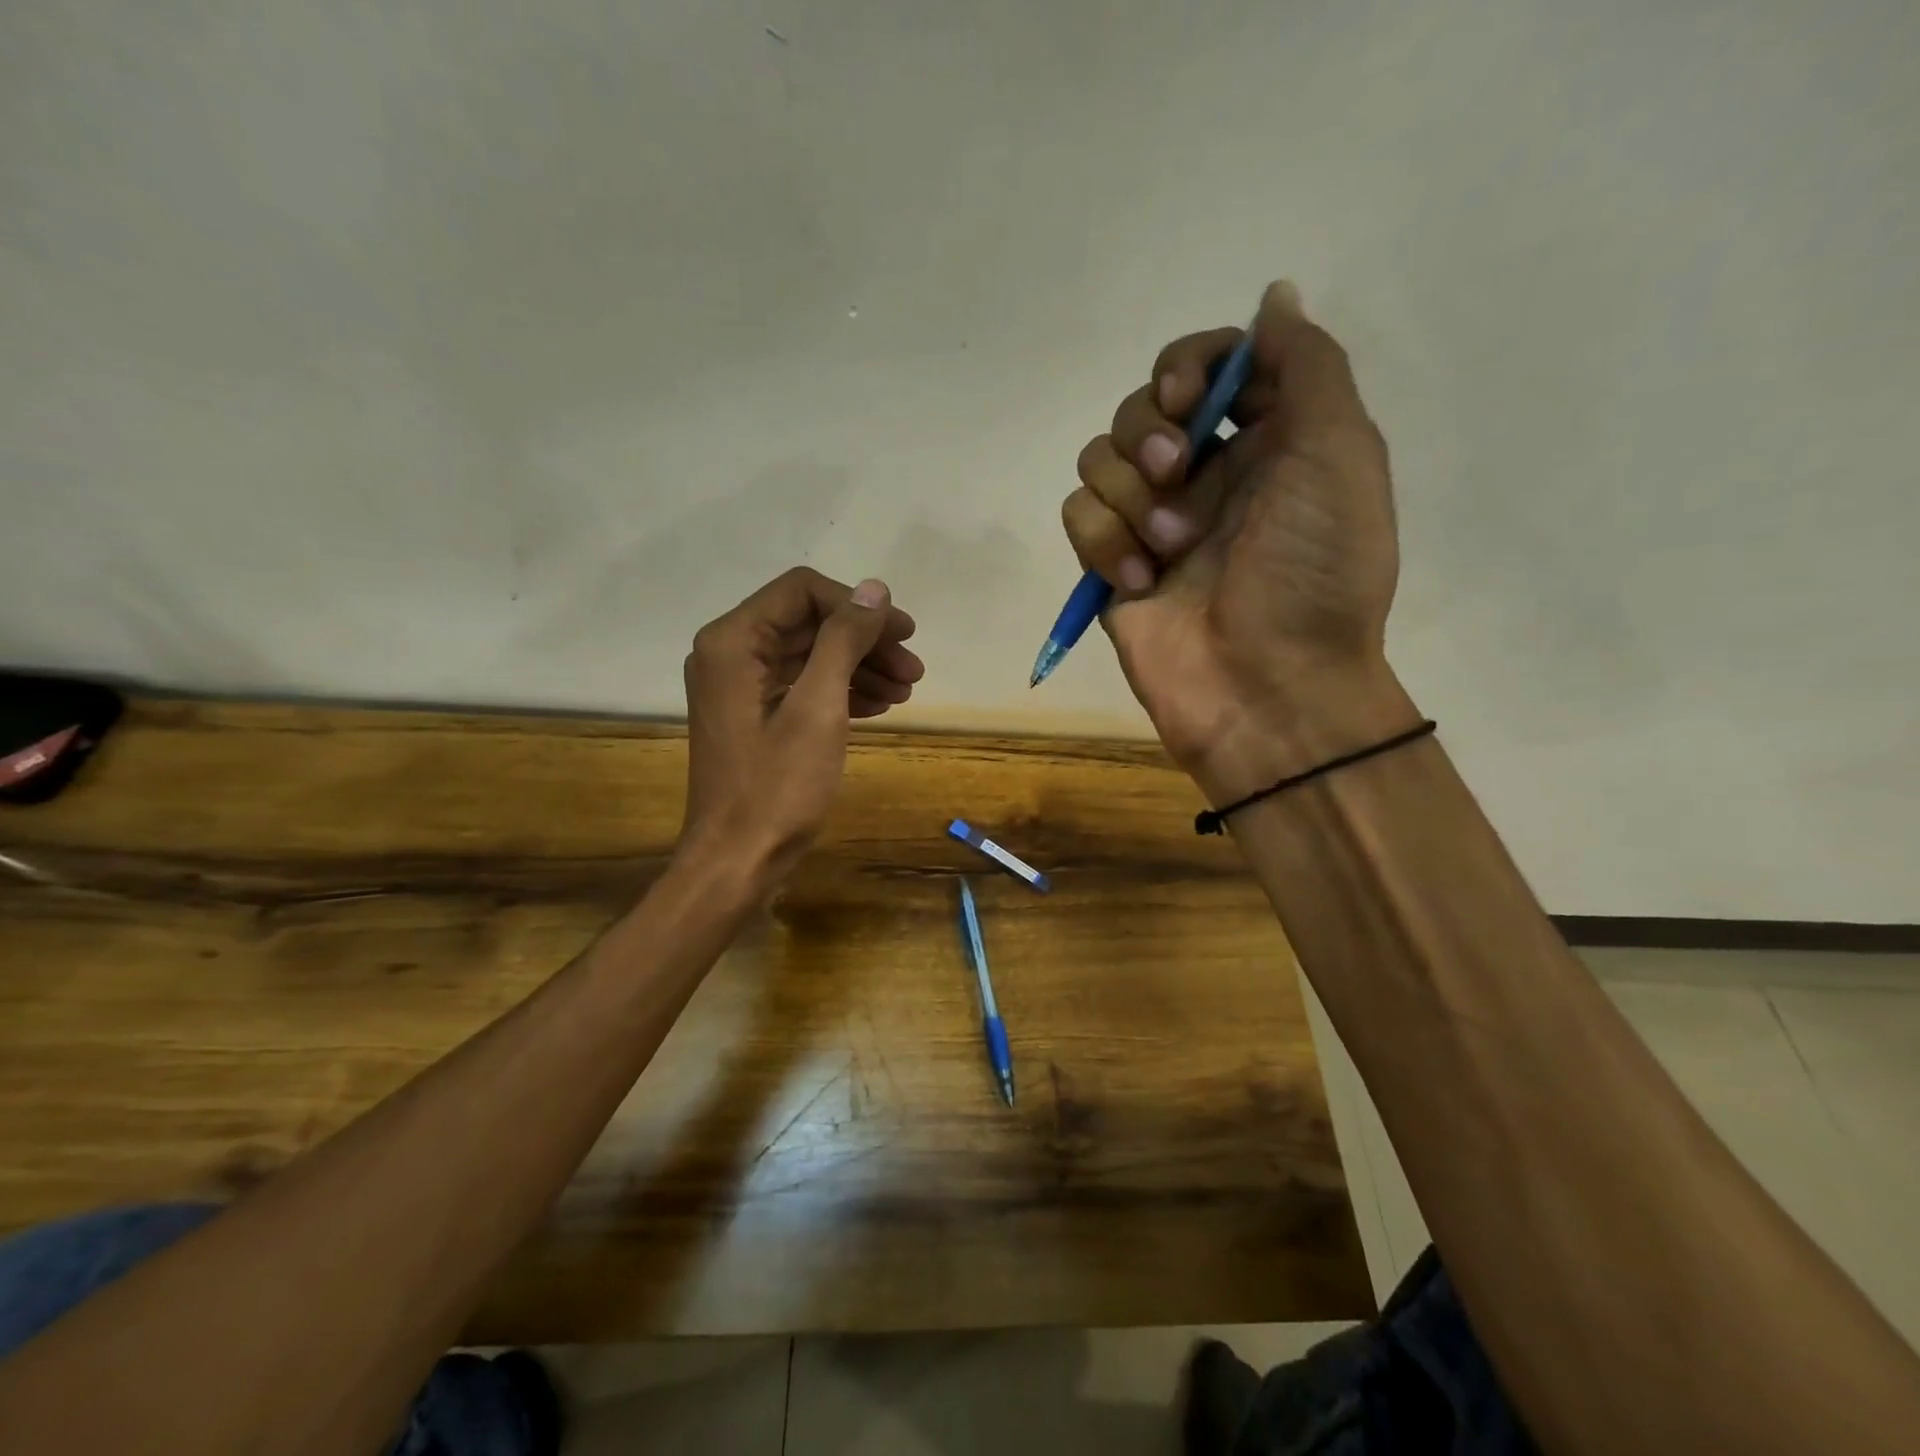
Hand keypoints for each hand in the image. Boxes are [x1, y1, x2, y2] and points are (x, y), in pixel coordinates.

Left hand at [678, 567, 922, 885]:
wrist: (739, 860)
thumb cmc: (777, 786)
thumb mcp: (818, 707)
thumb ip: (844, 640)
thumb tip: (873, 589)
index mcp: (733, 641)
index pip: (802, 591)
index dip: (857, 606)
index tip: (903, 634)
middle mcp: (730, 653)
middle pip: (808, 623)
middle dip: (864, 642)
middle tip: (914, 669)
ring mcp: (739, 687)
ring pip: (809, 656)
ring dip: (860, 667)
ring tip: (906, 691)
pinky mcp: (753, 716)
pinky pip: (802, 686)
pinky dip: (841, 691)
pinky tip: (879, 707)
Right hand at [1061, 282, 1415, 802]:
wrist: (1269, 687)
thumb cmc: (1315, 571)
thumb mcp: (1339, 453)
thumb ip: (1306, 365)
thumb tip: (1273, 295)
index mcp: (1265, 440)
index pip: (1207, 367)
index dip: (1188, 368)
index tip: (1192, 401)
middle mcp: (1206, 474)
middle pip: (1140, 407)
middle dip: (1150, 432)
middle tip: (1176, 472)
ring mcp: (1153, 522)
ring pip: (1099, 460)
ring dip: (1130, 496)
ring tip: (1171, 547)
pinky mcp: (1113, 567)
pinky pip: (1078, 518)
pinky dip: (1105, 542)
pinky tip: (1141, 581)